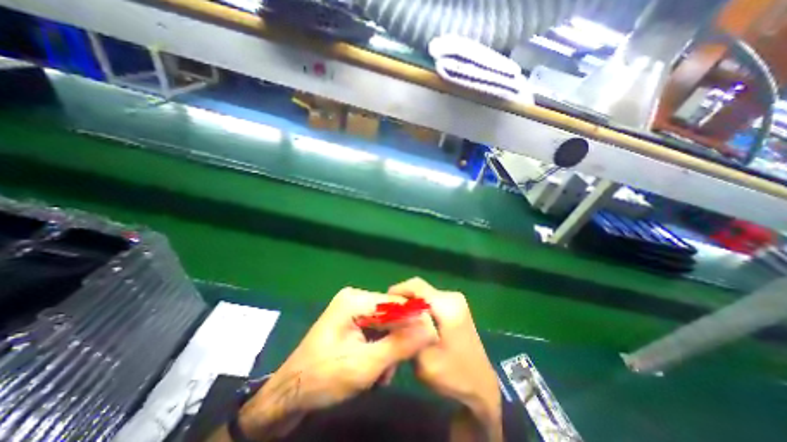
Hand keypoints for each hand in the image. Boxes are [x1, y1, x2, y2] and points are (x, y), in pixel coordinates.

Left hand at [237, 287, 440, 437]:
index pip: (397, 303)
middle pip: (392, 313)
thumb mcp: (365, 366)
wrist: (289, 394)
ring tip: (382, 373)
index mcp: (355, 300)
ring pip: (386, 323)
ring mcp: (353, 309)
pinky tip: (376, 368)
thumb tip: (430, 328)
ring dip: (389, 347)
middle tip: (396, 367)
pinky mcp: (352, 321)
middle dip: (398, 339)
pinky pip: (377, 329)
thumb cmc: (323, 378)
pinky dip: (381, 347)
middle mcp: (355, 298)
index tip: (428, 341)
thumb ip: (399, 345)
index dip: (414, 320)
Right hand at [388, 279, 503, 439]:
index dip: (397, 290)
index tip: (384, 304)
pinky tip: (415, 321)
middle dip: (403, 298)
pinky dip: (420, 306)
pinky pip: (432, 299)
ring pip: (425, 293)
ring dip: (411, 303)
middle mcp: (452, 297)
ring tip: (400, 319)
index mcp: (447, 306)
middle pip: (420, 288)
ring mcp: (456, 300)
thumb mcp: (423, 360)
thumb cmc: (452, 376)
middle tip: (390, 314)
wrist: (481, 386)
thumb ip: (408, 334)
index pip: (416, 286)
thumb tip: (395, 314)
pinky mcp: (456, 306)